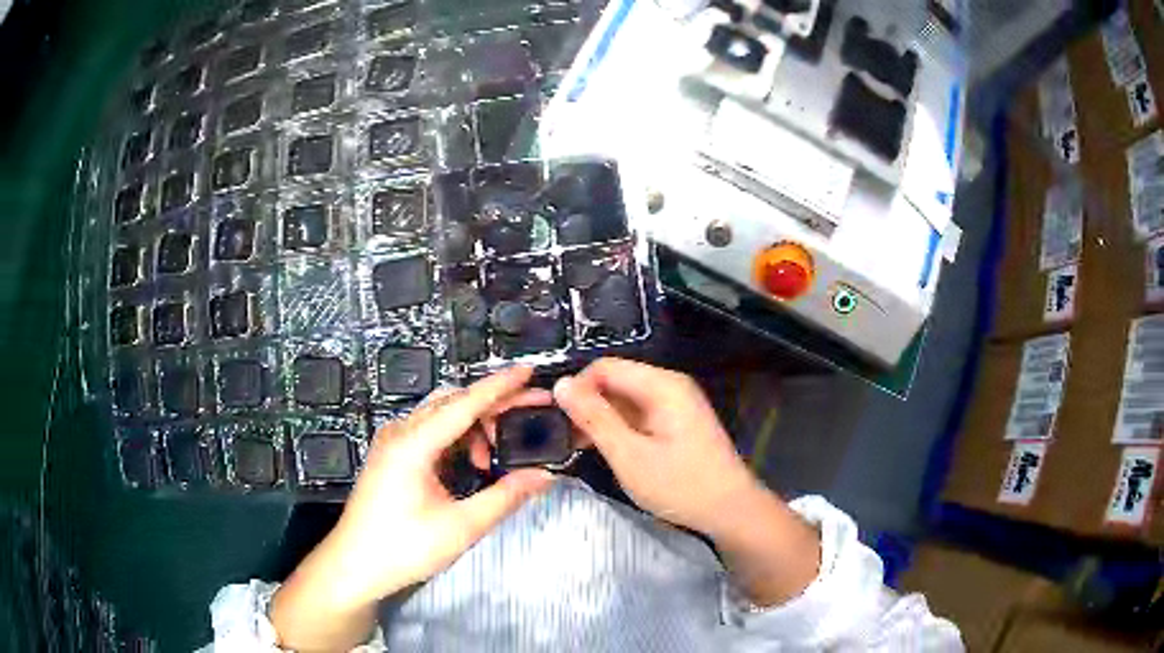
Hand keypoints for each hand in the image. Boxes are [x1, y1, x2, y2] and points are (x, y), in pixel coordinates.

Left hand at [272, 366, 553, 650]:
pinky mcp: (392, 455)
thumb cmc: (403, 547)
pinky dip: (458, 438)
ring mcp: (393, 442)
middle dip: (493, 406)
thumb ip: (505, 497)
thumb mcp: (460, 527)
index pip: (464, 403)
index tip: (529, 371)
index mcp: (413, 444)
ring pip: (442, 415)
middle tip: (529, 416)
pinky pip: (431, 431)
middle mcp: (400, 433)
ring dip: (475, 426)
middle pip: (453, 402)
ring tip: (497, 457)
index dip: (500, 386)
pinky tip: (472, 464)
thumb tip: (543, 476)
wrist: (355, 565)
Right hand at [555, 359, 820, 607]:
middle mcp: (669, 385)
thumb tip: (561, 384)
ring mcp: (674, 404)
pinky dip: (618, 428)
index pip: (604, 367)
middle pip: (615, 381)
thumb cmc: (680, 484)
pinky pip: (638, 414)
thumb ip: (594, 418)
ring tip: (575, 446)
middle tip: (561, 437)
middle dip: (587, 405)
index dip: (576, 388)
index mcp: (661, 385)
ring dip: (600, 419)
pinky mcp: (675, 422)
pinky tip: (603, 450)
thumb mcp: (629, 455)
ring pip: (624, 400)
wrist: (729, 510)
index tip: (555, 417)